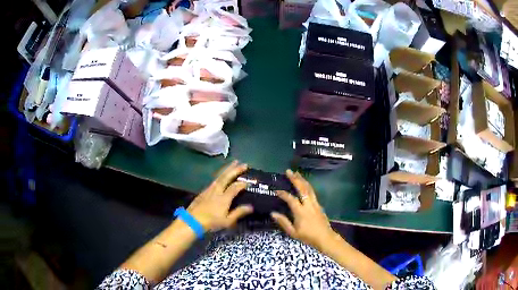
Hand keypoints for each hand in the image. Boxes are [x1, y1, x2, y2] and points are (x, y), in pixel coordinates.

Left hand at [187, 161, 252, 231]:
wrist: (192, 221)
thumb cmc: (211, 222)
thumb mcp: (227, 221)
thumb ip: (238, 212)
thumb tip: (250, 207)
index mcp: (224, 198)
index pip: (235, 187)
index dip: (243, 184)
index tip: (250, 182)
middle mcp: (217, 190)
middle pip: (226, 177)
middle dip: (235, 170)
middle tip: (243, 163)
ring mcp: (209, 189)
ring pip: (219, 176)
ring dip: (227, 169)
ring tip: (234, 163)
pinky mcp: (203, 191)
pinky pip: (214, 180)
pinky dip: (220, 175)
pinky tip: (221, 175)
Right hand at [271, 169, 336, 250]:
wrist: (325, 238)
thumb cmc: (308, 236)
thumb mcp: (293, 232)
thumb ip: (283, 222)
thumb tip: (273, 213)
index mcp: (301, 212)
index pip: (291, 199)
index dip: (283, 194)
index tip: (276, 190)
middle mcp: (309, 205)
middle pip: (302, 189)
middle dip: (295, 179)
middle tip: (288, 171)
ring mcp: (315, 204)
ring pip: (309, 189)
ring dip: (302, 180)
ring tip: (296, 173)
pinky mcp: (319, 205)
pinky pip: (312, 193)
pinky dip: (307, 186)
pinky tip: (305, 185)